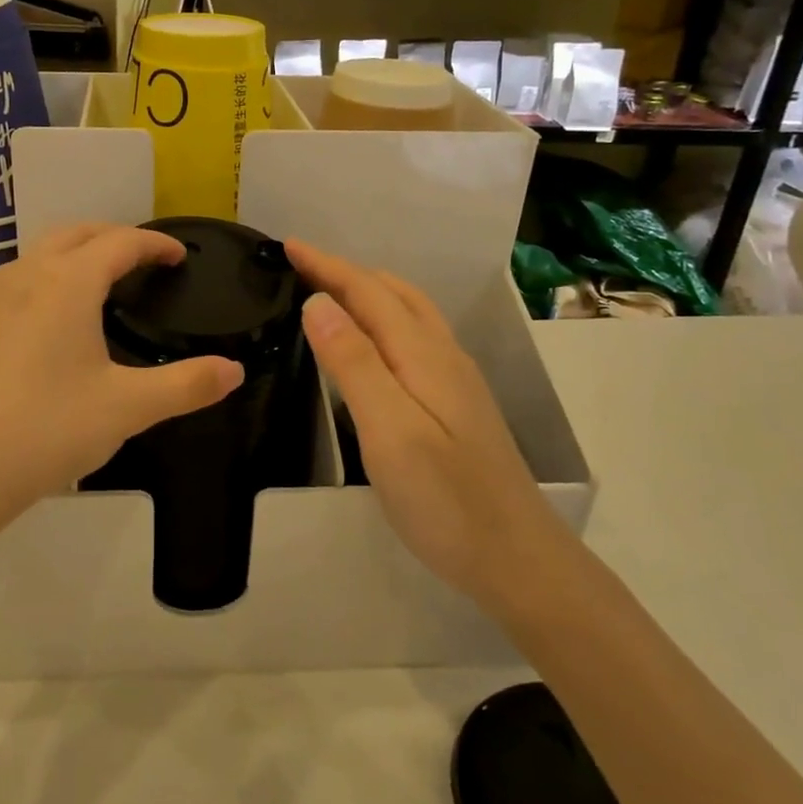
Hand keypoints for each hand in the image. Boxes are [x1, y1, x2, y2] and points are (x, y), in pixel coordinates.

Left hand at [0, 225, 243, 548]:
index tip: (180, 256)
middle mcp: (26, 276)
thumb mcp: (127, 408)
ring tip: (106, 283)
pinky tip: (58, 320)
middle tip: (146, 261)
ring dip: (78, 253)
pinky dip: (51, 277)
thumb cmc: (46, 429)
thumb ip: (186, 385)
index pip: (120, 242)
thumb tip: (234, 370)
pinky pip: (21, 280)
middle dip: (116, 237)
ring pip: (43, 253)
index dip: (155, 244)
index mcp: (67, 283)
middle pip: (77, 234)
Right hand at [286, 240, 553, 611]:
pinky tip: (370, 342)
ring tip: (328, 291)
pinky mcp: (456, 402)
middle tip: (298, 266)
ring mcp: (455, 378)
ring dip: (367, 290)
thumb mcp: (389, 430)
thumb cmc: (445, 499)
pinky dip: (382, 318)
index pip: (368, 291)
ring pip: (408, 312)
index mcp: (423, 354)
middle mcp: (443, 354)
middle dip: (344, 271)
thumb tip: (318, 302)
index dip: (326, 265)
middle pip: (391, 292)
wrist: (516, 557)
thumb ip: (354, 363)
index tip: (287, 245)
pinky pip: (413, 336)